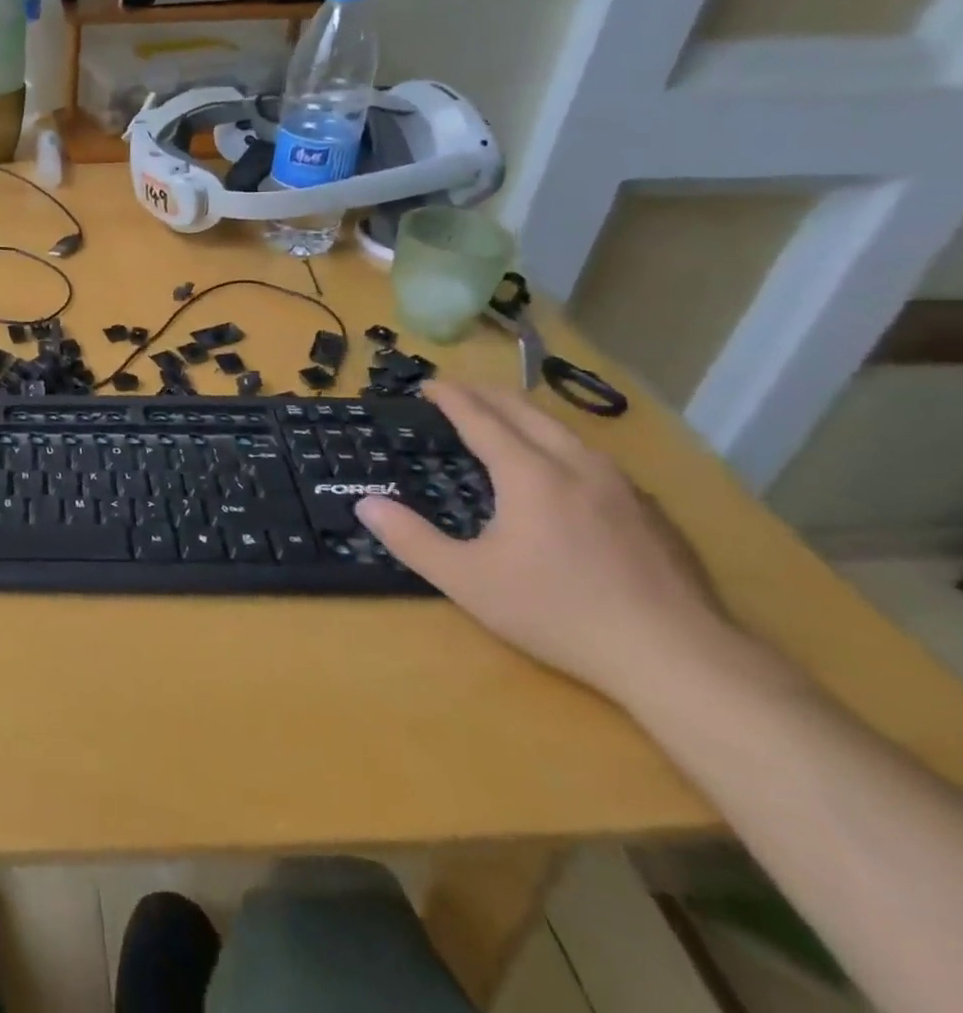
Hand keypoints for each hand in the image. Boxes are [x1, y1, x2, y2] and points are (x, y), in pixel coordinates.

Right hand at [356, 381, 734, 704]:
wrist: (677, 657)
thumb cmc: (558, 612)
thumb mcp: (467, 580)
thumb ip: (411, 540)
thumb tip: (365, 505)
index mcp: (529, 473)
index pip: (481, 418)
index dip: (451, 398)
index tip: (429, 384)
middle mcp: (576, 464)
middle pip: (526, 411)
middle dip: (487, 394)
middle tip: (459, 391)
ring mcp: (621, 485)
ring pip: (565, 430)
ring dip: (526, 416)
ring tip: (505, 420)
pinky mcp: (651, 511)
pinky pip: (594, 458)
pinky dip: (561, 445)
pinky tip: (564, 471)